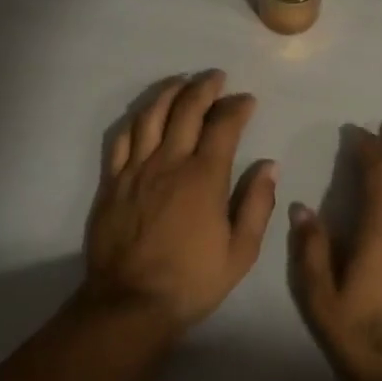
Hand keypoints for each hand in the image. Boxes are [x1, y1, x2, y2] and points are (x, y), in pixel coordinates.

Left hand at [82, 71, 277, 329]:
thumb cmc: (191, 280)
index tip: (247, 100)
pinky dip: (137, 119)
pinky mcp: (112, 181)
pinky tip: (146, 114)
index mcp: (204, 177)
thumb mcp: (240, 252)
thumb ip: (256, 204)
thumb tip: (269, 165)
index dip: (237, 107)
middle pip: (186, 109)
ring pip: (152, 115)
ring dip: (169, 92)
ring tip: (182, 82)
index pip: (223, 125)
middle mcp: (169, 162)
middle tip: (216, 77)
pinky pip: (122, 138)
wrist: (130, 303)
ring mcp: (136, 169)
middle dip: (204, 87)